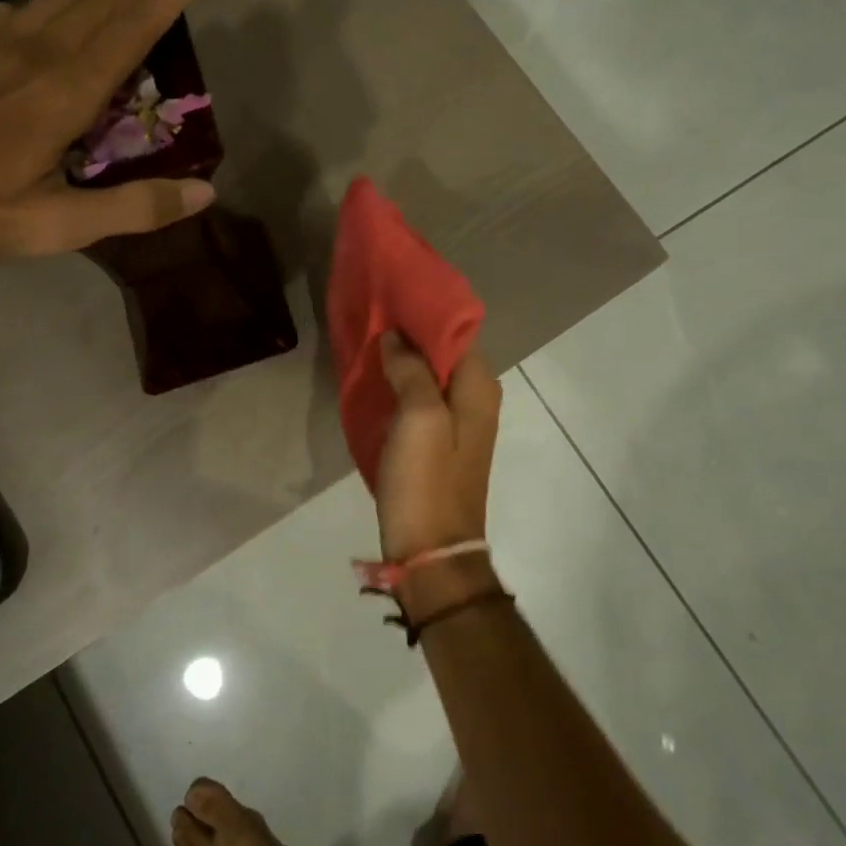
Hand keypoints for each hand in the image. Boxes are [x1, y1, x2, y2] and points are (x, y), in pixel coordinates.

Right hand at [374, 331, 501, 562]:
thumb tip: (396, 337)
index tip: (390, 294)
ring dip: (402, 360)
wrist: (431, 551)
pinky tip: (374, 379)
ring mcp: (456, 424)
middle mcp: (474, 400)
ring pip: (428, 377)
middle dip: (409, 334)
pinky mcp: (436, 444)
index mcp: (478, 388)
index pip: (456, 332)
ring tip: (367, 340)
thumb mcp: (420, 418)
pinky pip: (418, 401)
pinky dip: (399, 386)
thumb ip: (411, 369)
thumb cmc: (427, 481)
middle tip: (371, 314)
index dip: (425, 312)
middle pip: (442, 353)